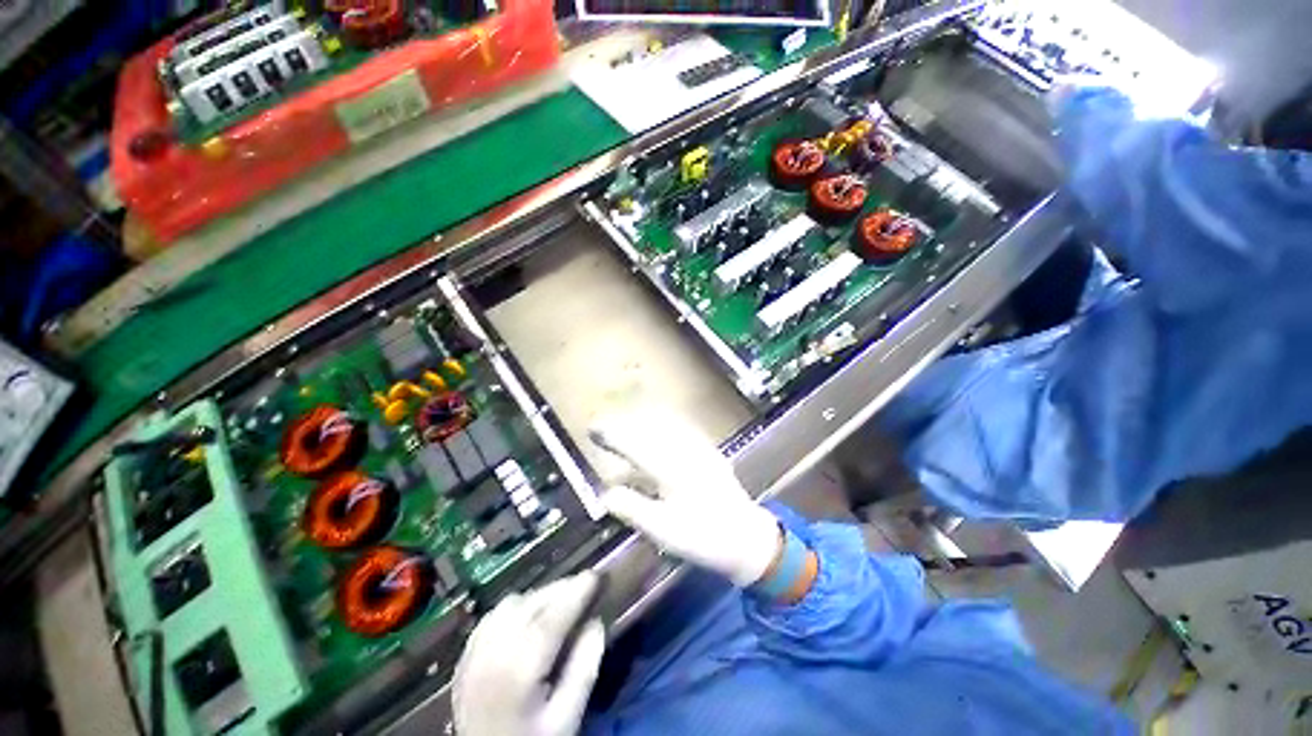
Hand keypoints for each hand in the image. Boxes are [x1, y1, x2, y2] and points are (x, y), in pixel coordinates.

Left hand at [453, 574, 605, 735]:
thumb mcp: (566, 718)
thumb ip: (584, 670)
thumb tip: (596, 622)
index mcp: (518, 672)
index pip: (551, 619)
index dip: (575, 592)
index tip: (595, 575)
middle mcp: (491, 655)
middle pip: (531, 604)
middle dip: (561, 589)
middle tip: (583, 587)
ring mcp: (473, 654)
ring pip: (511, 603)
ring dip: (539, 597)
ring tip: (559, 603)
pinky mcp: (464, 656)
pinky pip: (493, 615)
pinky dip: (516, 607)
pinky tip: (529, 617)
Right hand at [590, 411, 781, 586]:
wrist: (747, 537)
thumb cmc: (702, 537)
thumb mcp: (662, 530)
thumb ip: (632, 508)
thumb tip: (606, 492)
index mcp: (671, 468)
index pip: (634, 444)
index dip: (611, 435)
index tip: (592, 430)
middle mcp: (685, 450)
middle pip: (647, 428)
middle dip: (622, 426)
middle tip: (601, 428)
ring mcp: (699, 447)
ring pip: (663, 425)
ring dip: (639, 423)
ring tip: (621, 429)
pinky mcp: (708, 450)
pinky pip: (678, 429)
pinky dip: (659, 426)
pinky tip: (652, 431)